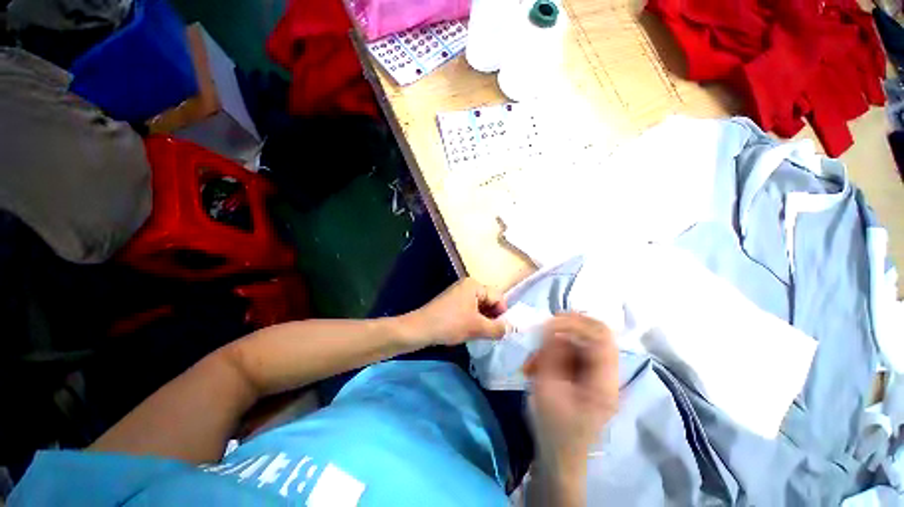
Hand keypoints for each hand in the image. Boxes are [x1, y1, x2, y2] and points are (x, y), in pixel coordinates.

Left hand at [402, 278, 506, 345]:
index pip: (498, 297)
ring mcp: (458, 294)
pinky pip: (469, 310)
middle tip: (492, 334)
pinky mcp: (452, 303)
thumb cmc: (450, 324)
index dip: (502, 314)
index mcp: (474, 285)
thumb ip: (498, 328)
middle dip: (492, 318)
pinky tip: (470, 332)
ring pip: (479, 307)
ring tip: (481, 334)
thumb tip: (512, 329)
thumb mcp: (477, 327)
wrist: (419, 329)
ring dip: (483, 321)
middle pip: (489, 301)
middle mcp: (467, 286)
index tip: (501, 330)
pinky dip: (473, 320)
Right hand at [524, 313, 618, 469]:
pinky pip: (570, 354)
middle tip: (541, 332)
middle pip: (592, 336)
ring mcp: (597, 377)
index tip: (551, 320)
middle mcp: (606, 376)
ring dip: (553, 345)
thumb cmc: (553, 428)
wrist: (559, 457)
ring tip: (533, 362)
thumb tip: (553, 326)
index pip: (603, 337)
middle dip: (564, 330)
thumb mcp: (547, 388)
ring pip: (578, 344)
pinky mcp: (586, 378)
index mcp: (604, 383)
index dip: (578, 322)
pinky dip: (552, 354)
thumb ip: (552, 354)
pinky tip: (536, 367)